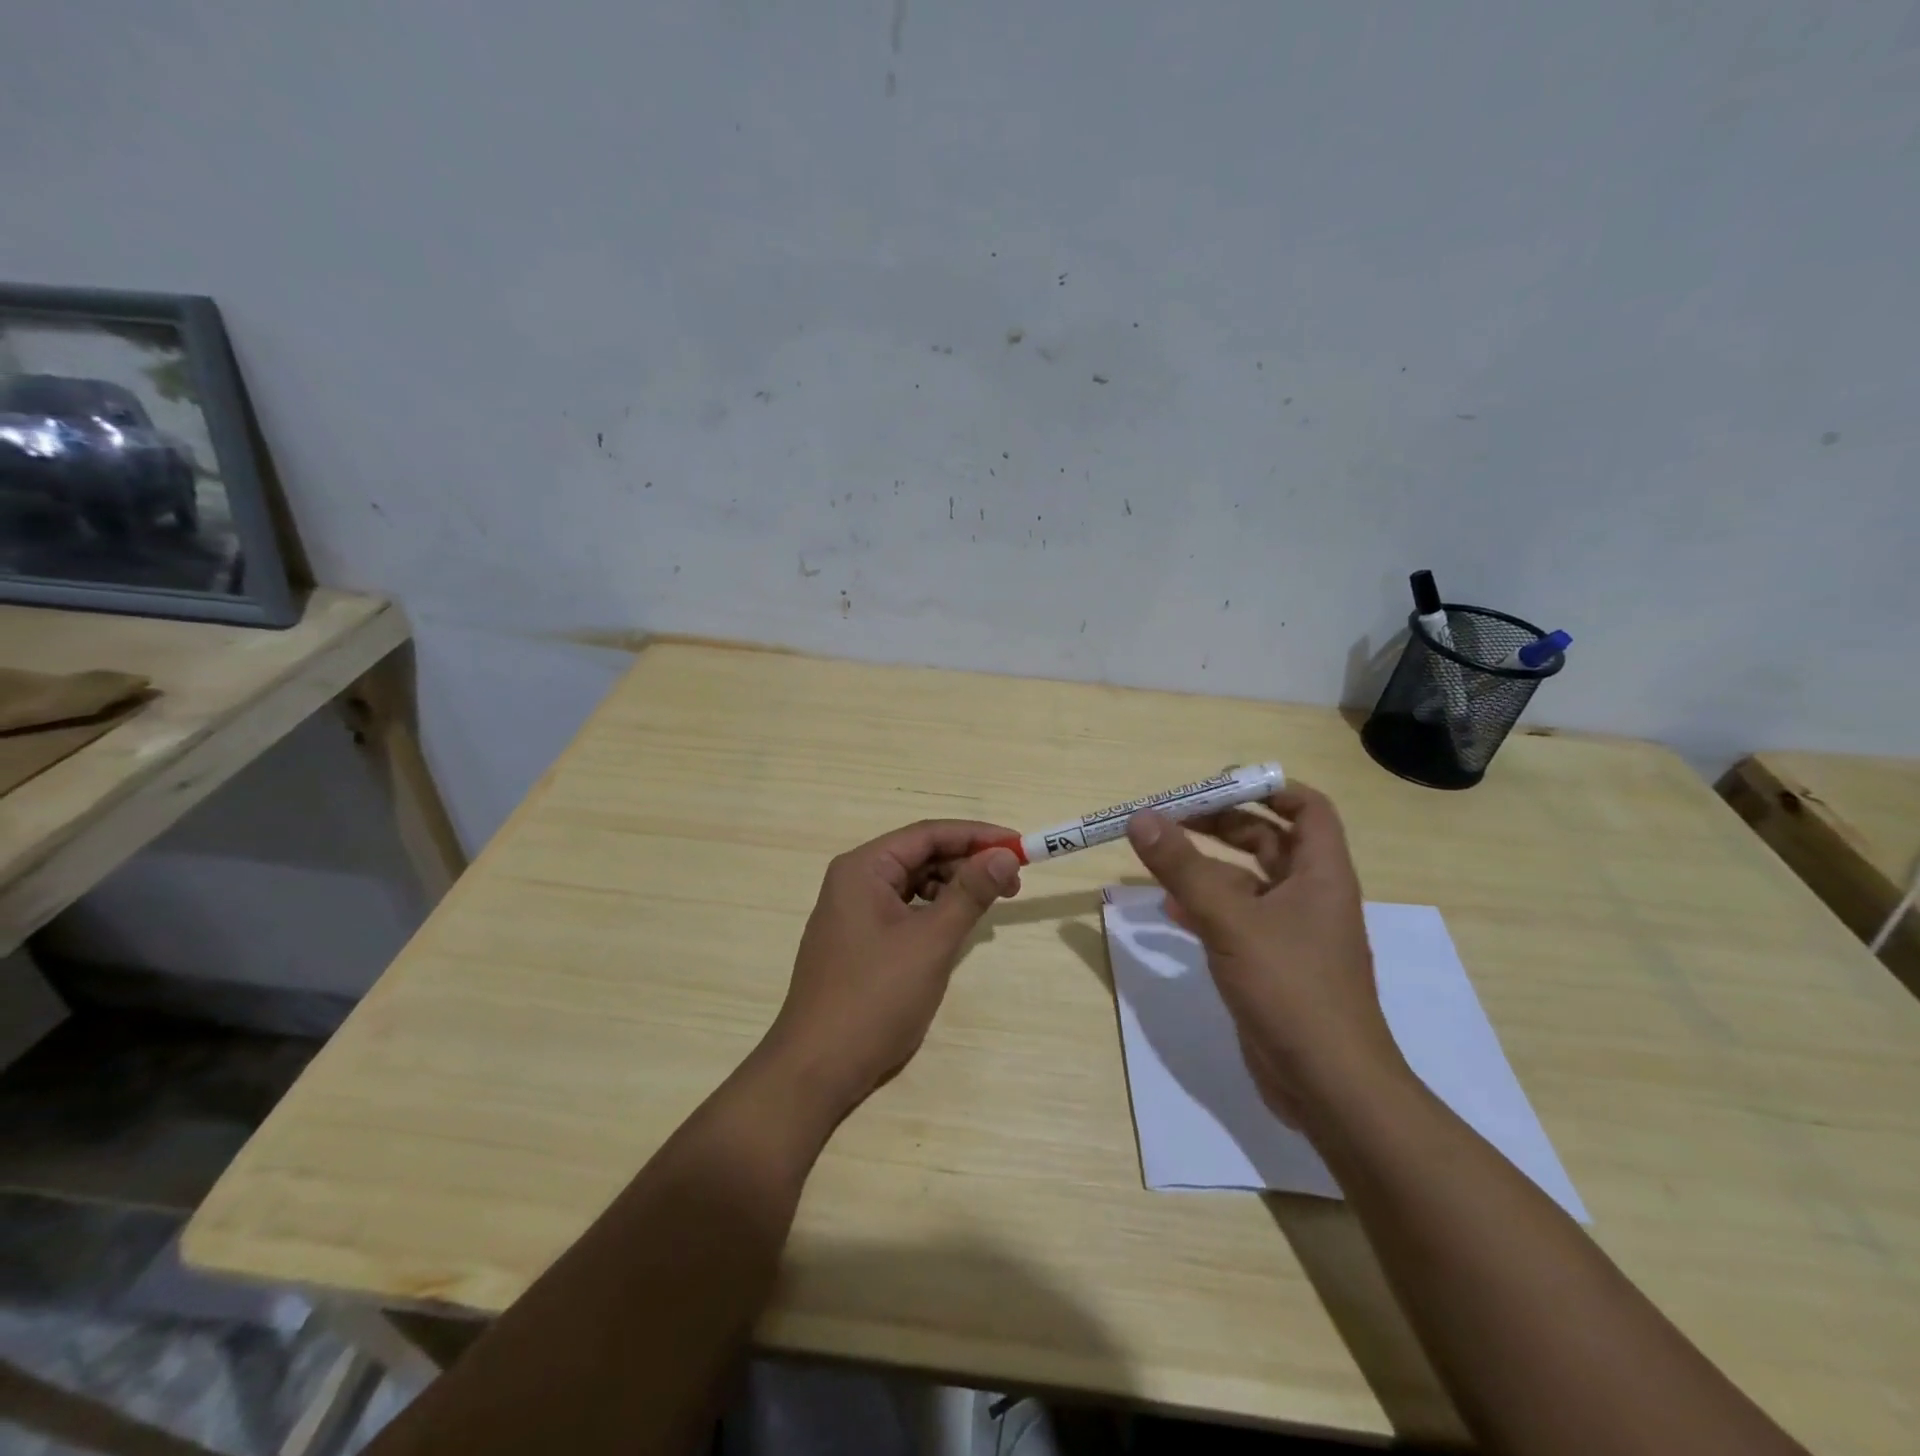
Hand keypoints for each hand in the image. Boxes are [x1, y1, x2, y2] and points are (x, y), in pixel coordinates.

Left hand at [764, 820, 1021, 1119]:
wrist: (817, 1069)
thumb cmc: (875, 998)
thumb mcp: (931, 941)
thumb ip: (970, 893)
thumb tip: (1006, 856)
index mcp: (863, 868)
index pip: (927, 834)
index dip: (977, 835)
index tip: (1019, 845)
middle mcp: (854, 881)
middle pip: (919, 856)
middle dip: (967, 864)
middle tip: (1013, 883)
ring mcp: (852, 913)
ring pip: (913, 884)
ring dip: (953, 888)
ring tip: (990, 905)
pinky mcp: (857, 942)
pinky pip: (903, 911)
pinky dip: (934, 912)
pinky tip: (956, 927)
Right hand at [1125, 783, 1403, 1128]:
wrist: (1329, 1086)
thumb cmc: (1291, 990)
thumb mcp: (1231, 921)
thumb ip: (1183, 868)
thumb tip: (1141, 818)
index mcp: (1321, 874)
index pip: (1307, 808)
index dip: (1267, 788)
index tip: (1216, 784)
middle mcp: (1310, 895)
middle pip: (1268, 839)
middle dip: (1222, 823)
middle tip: (1172, 818)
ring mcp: (1291, 932)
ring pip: (1246, 881)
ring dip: (1206, 866)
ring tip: (1158, 857)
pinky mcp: (1271, 963)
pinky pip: (1235, 919)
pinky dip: (1204, 907)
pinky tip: (1168, 910)